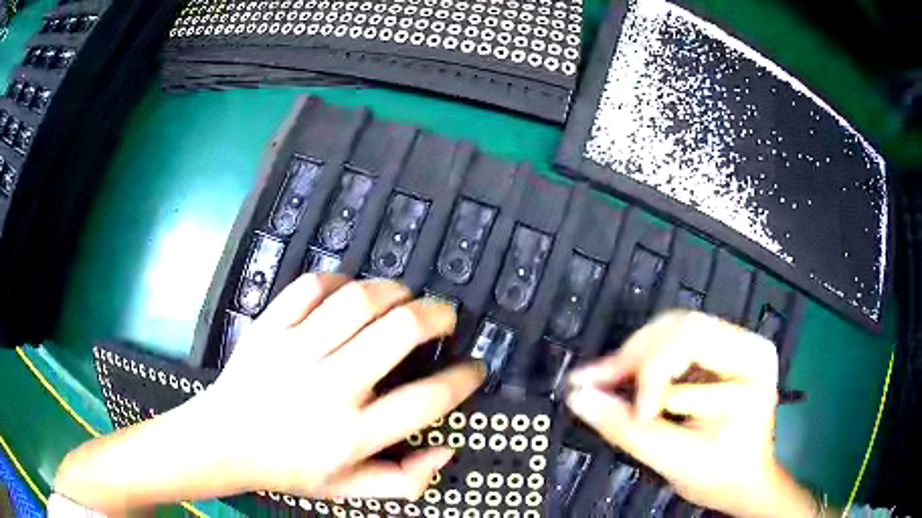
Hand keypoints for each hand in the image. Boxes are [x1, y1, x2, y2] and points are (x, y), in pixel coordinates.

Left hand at [203, 273, 485, 498]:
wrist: (225, 442)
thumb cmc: (290, 468)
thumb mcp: (351, 491)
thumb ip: (405, 481)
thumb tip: (445, 448)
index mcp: (352, 434)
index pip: (426, 400)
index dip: (463, 378)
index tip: (474, 368)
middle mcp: (329, 388)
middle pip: (398, 332)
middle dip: (436, 316)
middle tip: (445, 317)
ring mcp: (295, 351)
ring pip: (358, 300)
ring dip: (393, 290)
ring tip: (404, 297)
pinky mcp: (269, 327)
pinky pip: (311, 286)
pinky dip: (339, 280)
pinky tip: (349, 291)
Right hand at [564, 311, 815, 517]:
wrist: (742, 482)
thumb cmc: (722, 475)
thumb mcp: (677, 458)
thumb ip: (627, 429)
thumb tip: (581, 398)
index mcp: (751, 361)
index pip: (691, 342)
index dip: (652, 375)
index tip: (634, 414)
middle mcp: (744, 343)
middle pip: (679, 328)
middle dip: (633, 357)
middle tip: (594, 382)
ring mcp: (731, 346)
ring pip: (670, 330)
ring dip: (633, 357)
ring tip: (603, 380)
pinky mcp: (714, 356)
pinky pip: (671, 345)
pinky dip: (643, 363)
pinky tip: (622, 379)